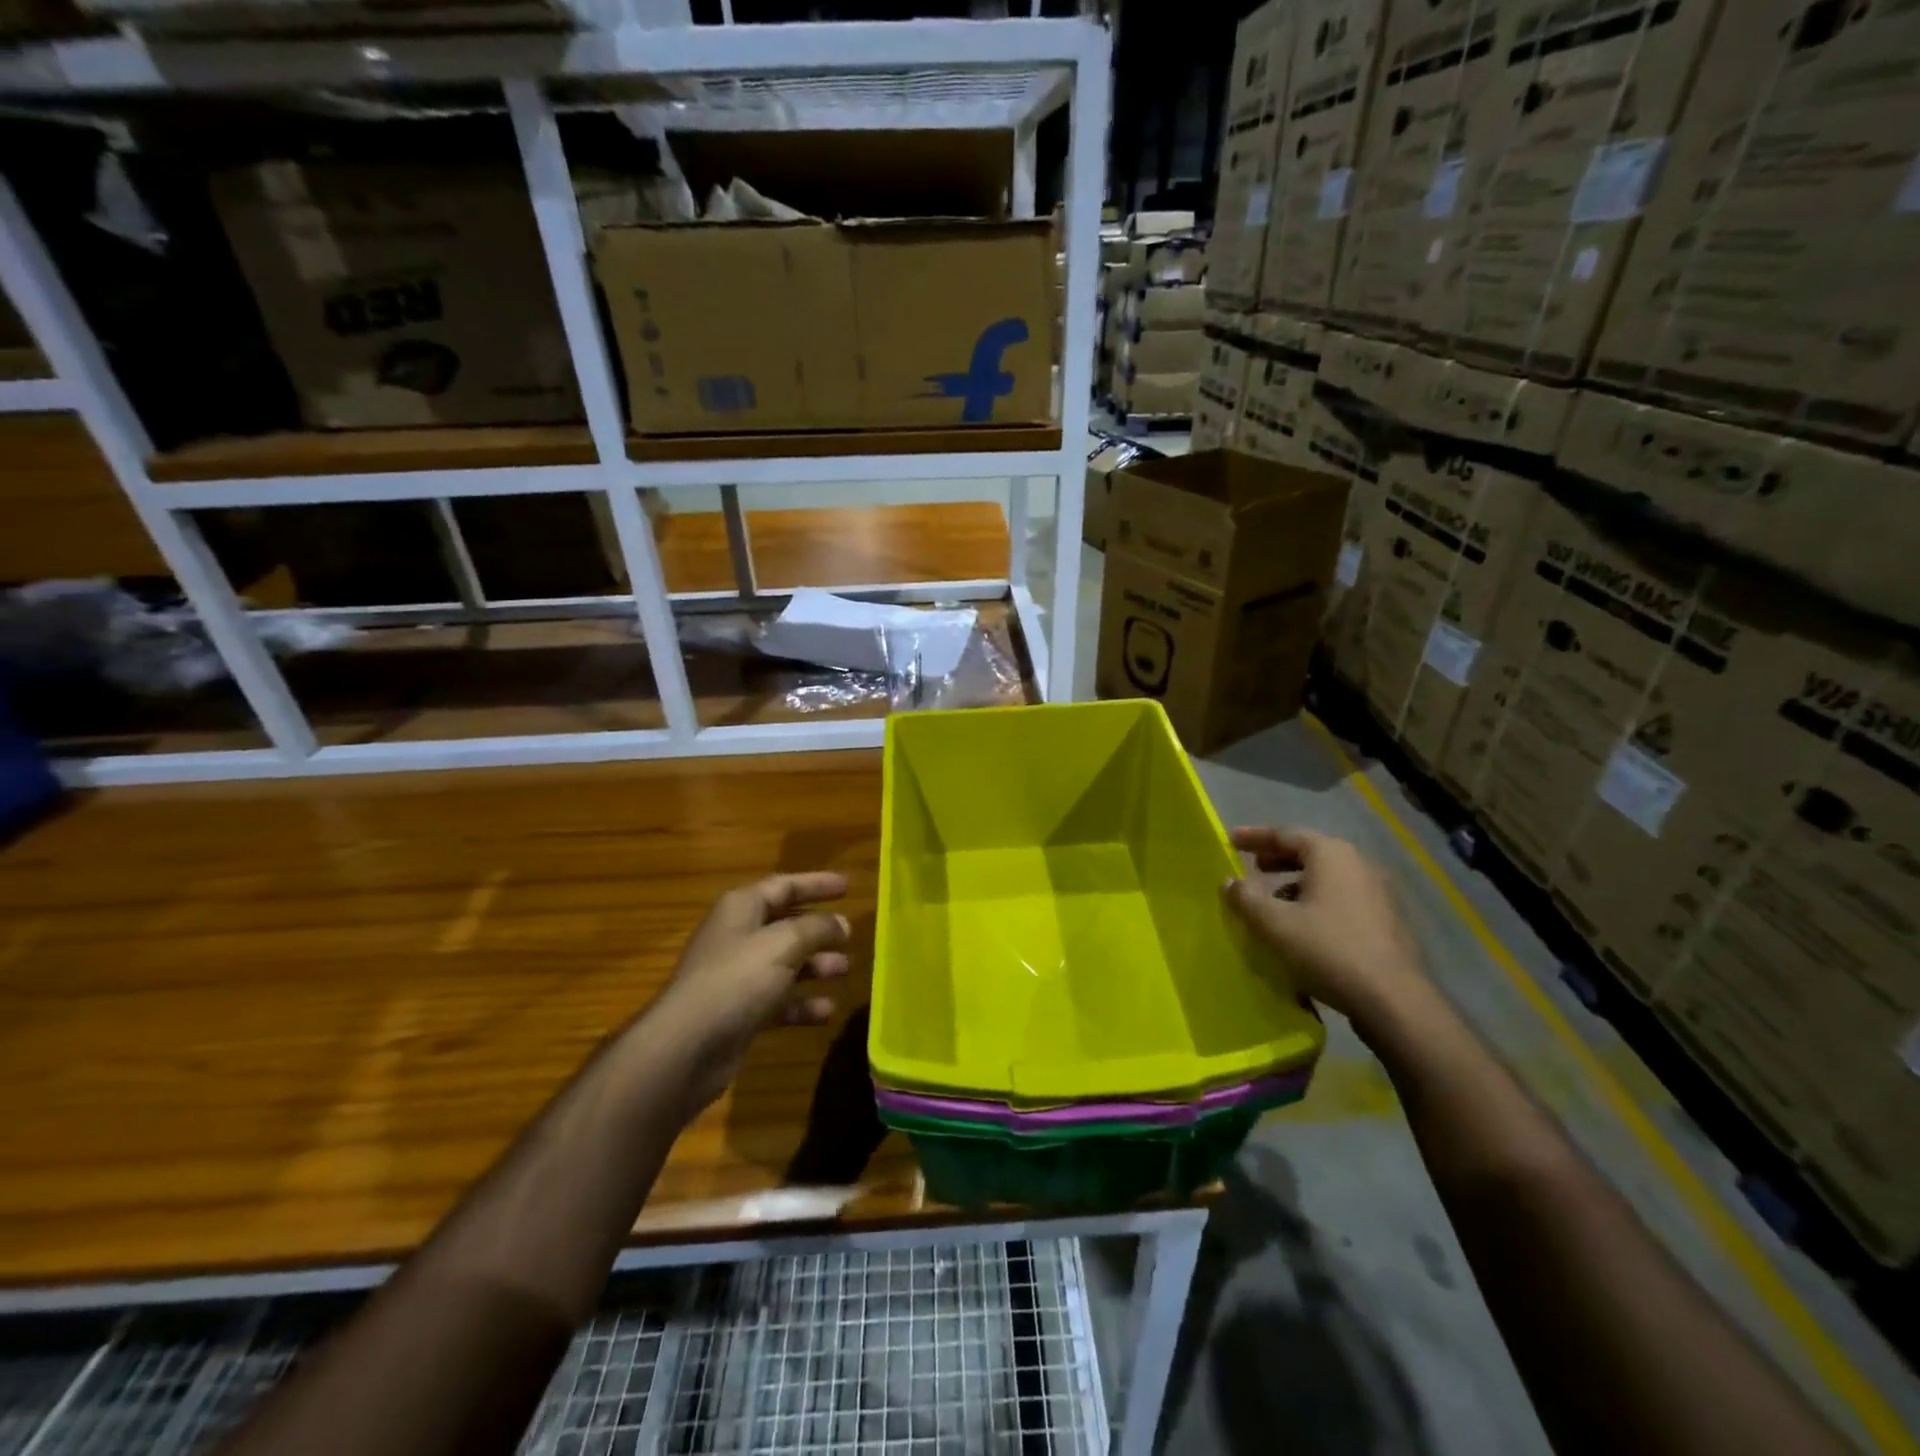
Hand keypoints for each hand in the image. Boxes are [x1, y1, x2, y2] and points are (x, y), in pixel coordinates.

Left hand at [660, 873, 851, 1117]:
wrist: (687, 1046)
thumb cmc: (737, 979)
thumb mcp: (784, 943)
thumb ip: (817, 928)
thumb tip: (841, 923)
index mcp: (742, 908)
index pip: (785, 886)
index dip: (817, 884)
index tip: (848, 886)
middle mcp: (738, 936)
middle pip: (786, 925)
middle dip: (819, 930)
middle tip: (850, 935)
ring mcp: (737, 976)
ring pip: (785, 963)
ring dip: (816, 966)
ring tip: (845, 970)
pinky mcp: (740, 1012)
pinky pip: (779, 1000)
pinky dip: (802, 1003)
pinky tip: (827, 1011)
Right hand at [1222, 827, 1427, 1026]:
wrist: (1394, 1001)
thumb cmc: (1328, 950)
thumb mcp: (1275, 924)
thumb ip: (1246, 898)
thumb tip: (1229, 882)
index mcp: (1331, 855)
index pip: (1285, 834)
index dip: (1254, 837)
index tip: (1230, 840)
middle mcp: (1358, 864)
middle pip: (1309, 852)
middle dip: (1277, 858)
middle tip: (1252, 866)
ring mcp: (1377, 892)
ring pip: (1326, 877)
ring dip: (1296, 882)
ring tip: (1273, 899)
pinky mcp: (1386, 920)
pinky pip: (1341, 897)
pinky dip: (1316, 900)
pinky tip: (1303, 924)